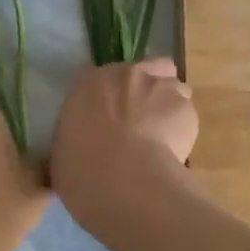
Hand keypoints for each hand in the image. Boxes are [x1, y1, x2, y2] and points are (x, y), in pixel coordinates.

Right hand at [51, 59, 198, 242]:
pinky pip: (186, 113)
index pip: (102, 79)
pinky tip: (175, 151)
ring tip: (163, 138)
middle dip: (144, 93)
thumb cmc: (81, 167)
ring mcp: (160, 86)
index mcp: (89, 82)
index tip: (110, 118)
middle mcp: (127, 74)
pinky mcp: (186, 107)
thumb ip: (76, 139)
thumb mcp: (63, 152)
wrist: (122, 178)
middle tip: (140, 123)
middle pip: (144, 72)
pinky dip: (182, 129)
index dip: (110, 97)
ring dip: (168, 106)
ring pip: (172, 88)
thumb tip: (79, 148)